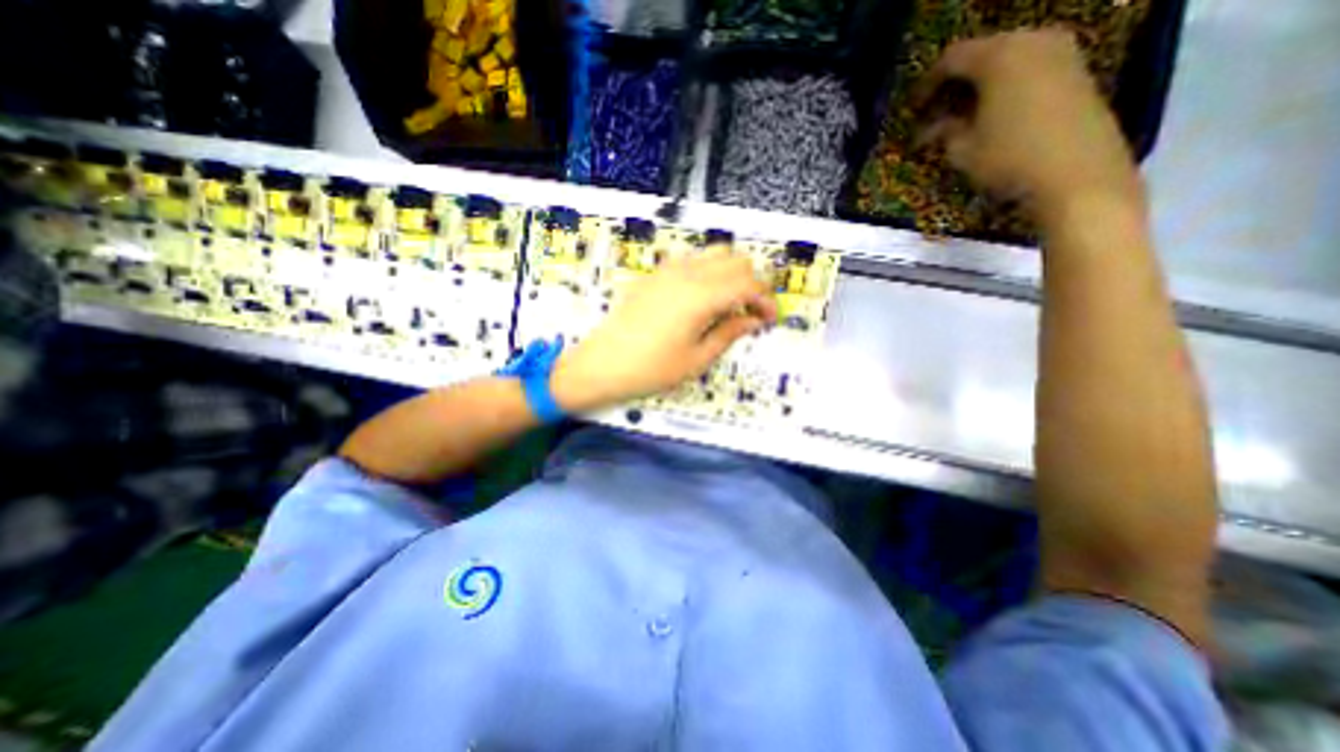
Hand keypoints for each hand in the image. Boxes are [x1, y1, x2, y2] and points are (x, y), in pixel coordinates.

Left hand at [546, 257, 775, 413]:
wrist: (602, 364)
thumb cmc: (651, 369)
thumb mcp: (697, 359)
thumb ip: (729, 333)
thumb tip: (752, 320)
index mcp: (701, 296)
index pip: (748, 284)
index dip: (765, 300)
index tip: (769, 319)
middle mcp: (687, 273)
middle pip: (736, 260)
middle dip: (752, 283)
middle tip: (751, 311)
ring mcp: (669, 270)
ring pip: (715, 254)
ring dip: (731, 273)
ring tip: (729, 304)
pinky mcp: (655, 274)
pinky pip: (693, 260)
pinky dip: (709, 272)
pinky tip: (703, 298)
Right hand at [922, 26, 1138, 228]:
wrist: (1076, 172)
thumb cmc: (1009, 158)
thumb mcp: (962, 150)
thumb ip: (944, 132)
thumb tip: (933, 129)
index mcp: (999, 56)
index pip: (952, 58)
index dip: (927, 84)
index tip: (914, 109)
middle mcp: (1033, 41)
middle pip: (983, 52)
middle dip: (956, 82)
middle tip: (937, 111)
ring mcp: (1061, 52)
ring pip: (1009, 59)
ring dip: (982, 85)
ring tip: (963, 115)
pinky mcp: (1078, 70)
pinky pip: (1030, 69)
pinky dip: (1007, 86)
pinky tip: (994, 114)